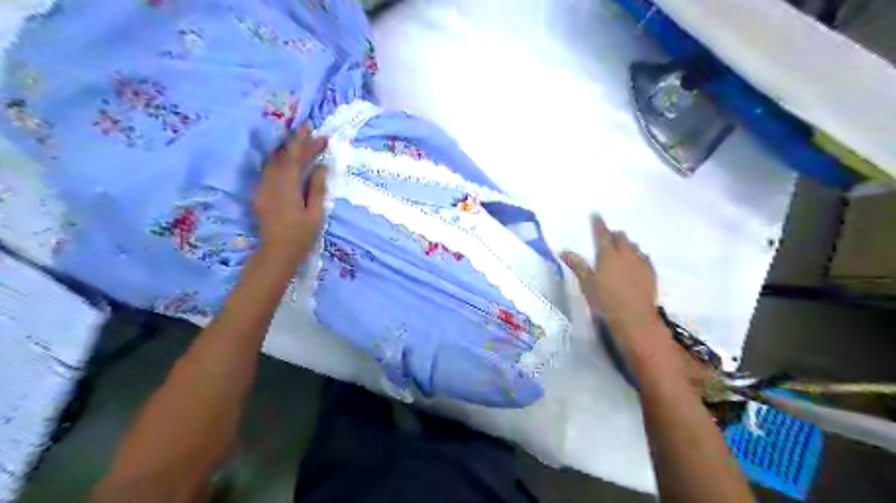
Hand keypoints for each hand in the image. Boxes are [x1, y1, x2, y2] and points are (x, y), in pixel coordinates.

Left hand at [256, 124, 327, 262]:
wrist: (276, 253)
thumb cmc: (301, 236)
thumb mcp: (316, 214)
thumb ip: (317, 189)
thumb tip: (320, 167)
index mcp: (287, 187)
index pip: (295, 158)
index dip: (305, 143)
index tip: (317, 133)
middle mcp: (271, 183)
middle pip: (283, 157)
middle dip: (297, 144)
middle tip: (312, 134)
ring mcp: (263, 188)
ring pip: (274, 162)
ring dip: (288, 151)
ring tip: (301, 144)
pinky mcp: (260, 194)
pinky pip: (270, 171)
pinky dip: (280, 162)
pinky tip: (288, 162)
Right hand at [565, 219, 663, 354]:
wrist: (634, 318)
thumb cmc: (605, 300)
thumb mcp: (587, 284)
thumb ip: (577, 265)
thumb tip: (564, 251)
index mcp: (607, 255)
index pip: (602, 234)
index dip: (598, 224)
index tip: (596, 215)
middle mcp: (625, 254)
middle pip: (621, 237)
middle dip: (614, 235)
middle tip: (608, 238)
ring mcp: (640, 262)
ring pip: (634, 246)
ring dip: (626, 245)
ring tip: (621, 251)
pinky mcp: (651, 272)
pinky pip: (645, 257)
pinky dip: (638, 256)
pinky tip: (636, 263)